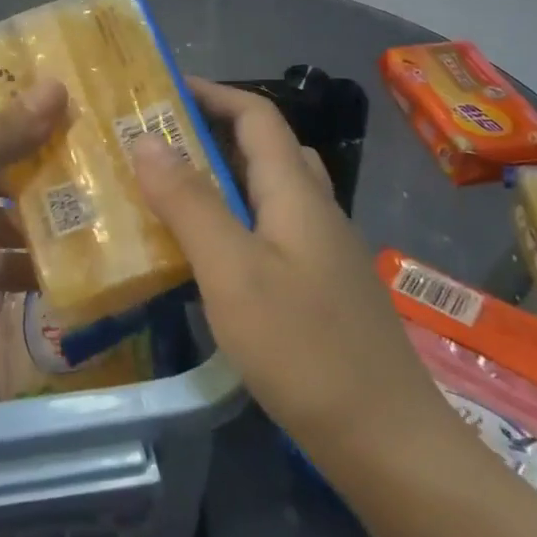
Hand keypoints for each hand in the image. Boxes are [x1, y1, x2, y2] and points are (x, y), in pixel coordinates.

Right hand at [132, 78, 451, 461]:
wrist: (390, 446)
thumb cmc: (305, 349)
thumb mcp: (232, 271)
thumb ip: (188, 202)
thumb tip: (145, 138)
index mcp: (296, 193)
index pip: (257, 115)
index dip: (213, 92)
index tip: (161, 89)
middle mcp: (314, 210)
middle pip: (264, 148)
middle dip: (211, 131)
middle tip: (155, 141)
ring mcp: (322, 252)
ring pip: (267, 191)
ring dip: (221, 176)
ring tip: (169, 189)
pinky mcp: (319, 289)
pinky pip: (269, 230)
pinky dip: (232, 220)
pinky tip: (204, 254)